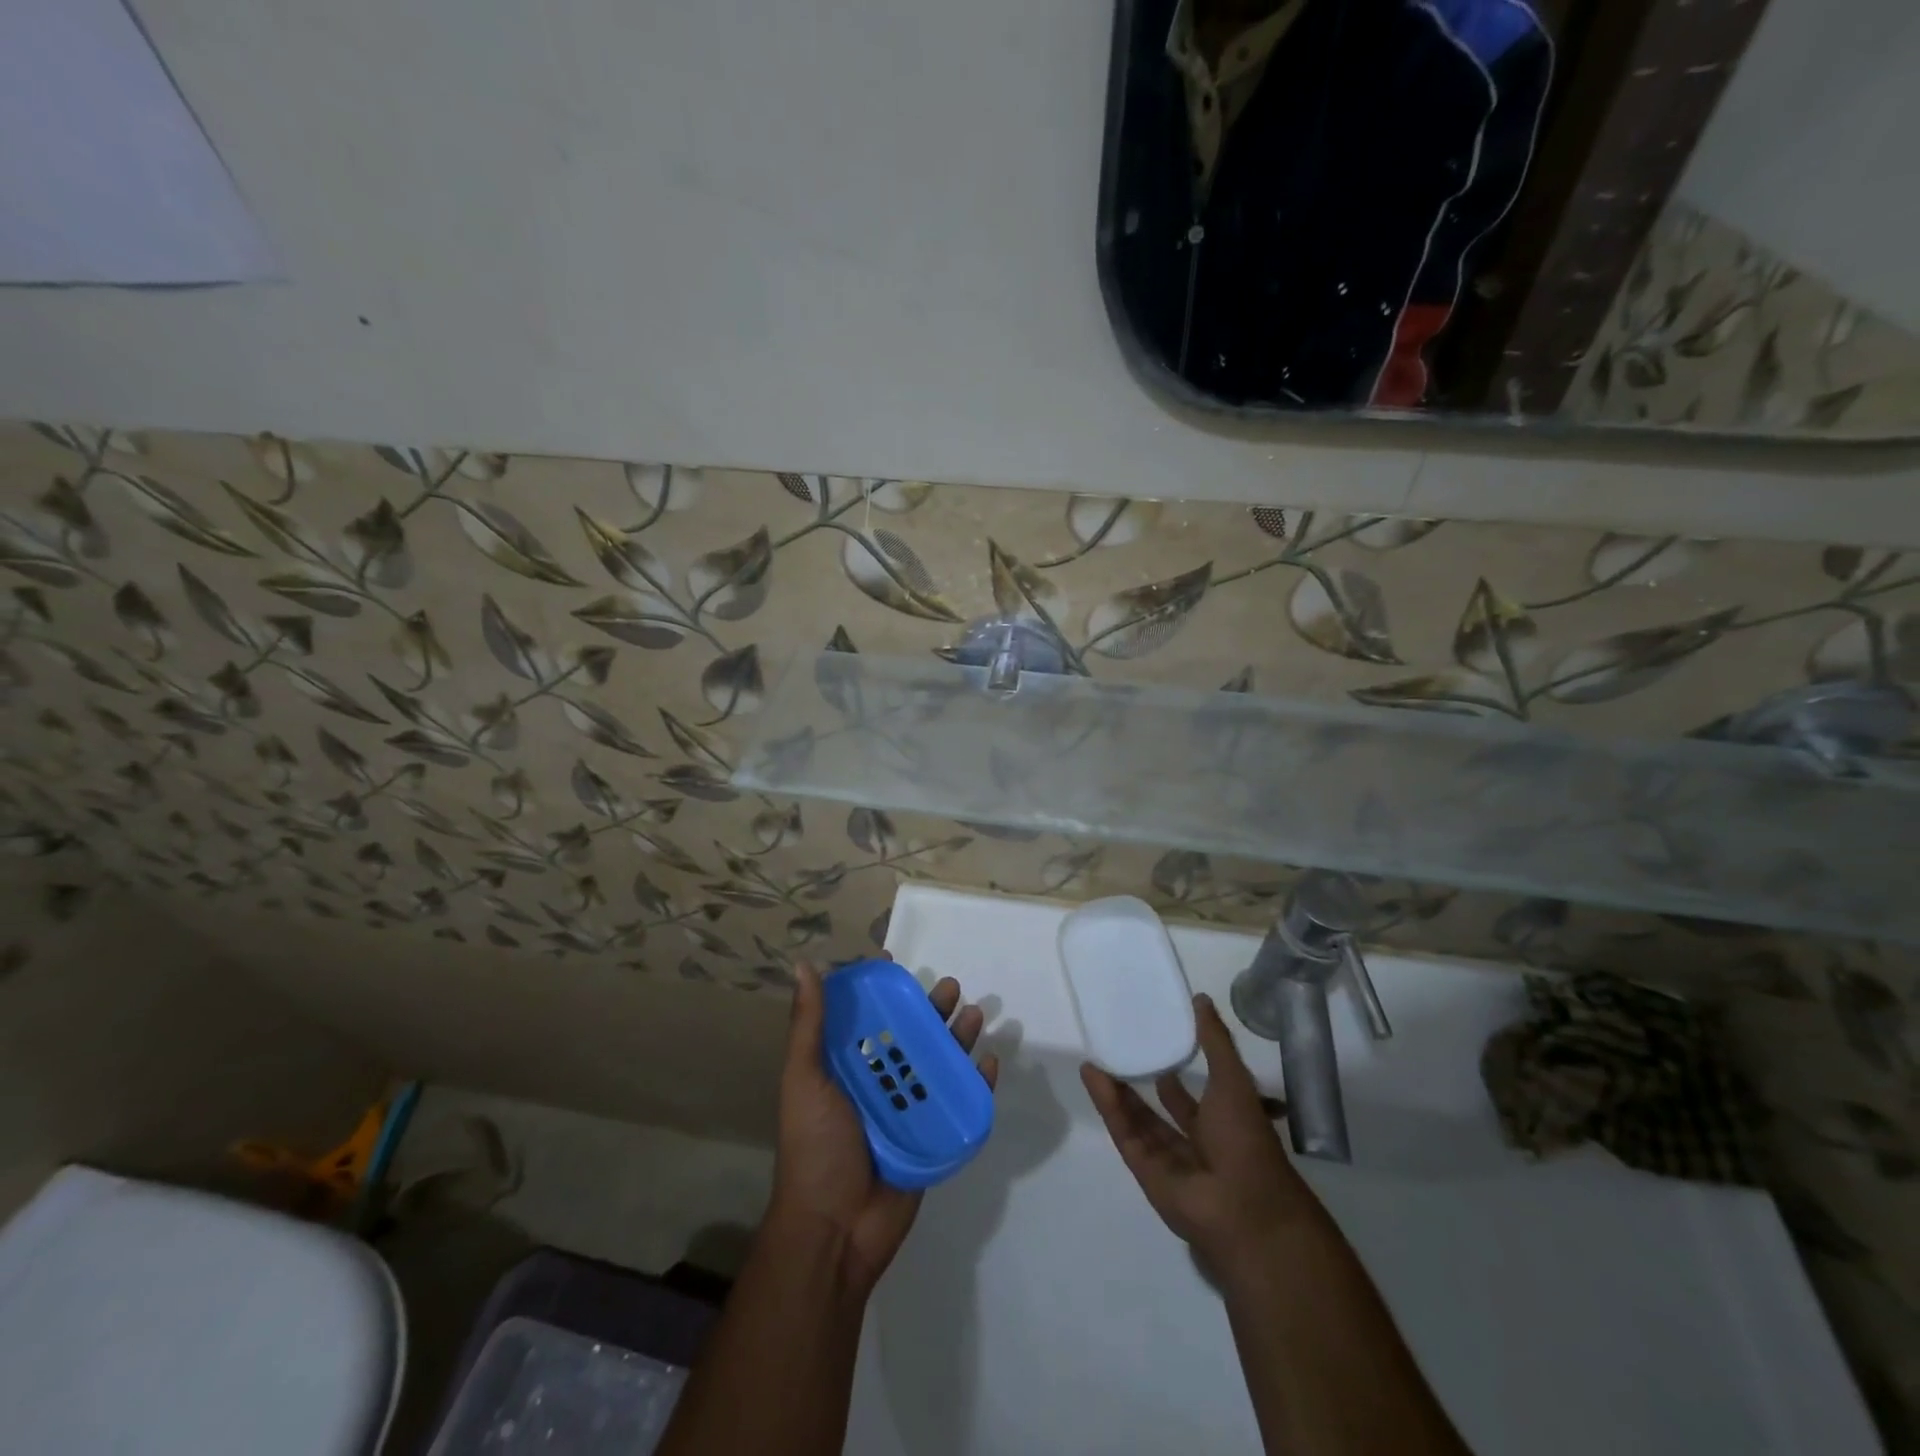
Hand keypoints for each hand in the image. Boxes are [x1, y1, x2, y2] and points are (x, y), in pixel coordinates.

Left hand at [769, 963, 998, 1295]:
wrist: (835, 1229)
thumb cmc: (815, 1147)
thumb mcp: (804, 1080)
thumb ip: (808, 1026)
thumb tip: (804, 965)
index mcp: (845, 1068)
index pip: (865, 1018)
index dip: (880, 991)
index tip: (894, 962)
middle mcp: (878, 1083)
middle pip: (909, 1035)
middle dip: (930, 1009)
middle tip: (950, 987)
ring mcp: (907, 1110)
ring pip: (938, 1063)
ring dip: (957, 1038)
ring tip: (973, 1015)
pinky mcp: (932, 1137)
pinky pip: (959, 1103)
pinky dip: (976, 1082)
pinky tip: (989, 1063)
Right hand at [1081, 993, 1320, 1277]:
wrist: (1244, 1207)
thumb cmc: (1246, 1138)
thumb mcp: (1233, 1079)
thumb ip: (1214, 1040)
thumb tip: (1200, 998)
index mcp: (1222, 1122)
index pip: (1193, 1093)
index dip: (1175, 1067)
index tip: (1154, 1038)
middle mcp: (1196, 1142)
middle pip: (1161, 1108)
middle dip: (1141, 1081)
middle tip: (1117, 1049)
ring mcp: (1169, 1160)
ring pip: (1138, 1120)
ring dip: (1118, 1090)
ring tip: (1095, 1058)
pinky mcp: (1145, 1171)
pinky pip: (1124, 1133)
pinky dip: (1108, 1105)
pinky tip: (1092, 1075)